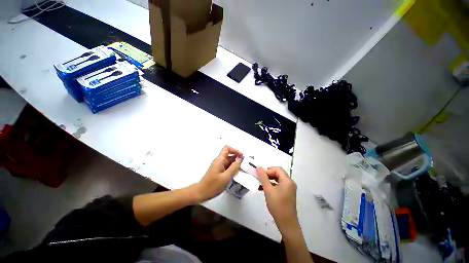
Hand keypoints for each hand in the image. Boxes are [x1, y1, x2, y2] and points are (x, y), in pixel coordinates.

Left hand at [195, 146, 242, 201]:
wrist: (201, 193)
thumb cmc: (213, 185)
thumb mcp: (226, 177)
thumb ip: (234, 167)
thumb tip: (240, 159)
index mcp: (220, 160)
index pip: (227, 149)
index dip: (235, 150)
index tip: (241, 156)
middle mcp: (219, 161)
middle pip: (230, 155)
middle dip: (238, 158)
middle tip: (245, 164)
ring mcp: (219, 166)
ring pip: (229, 161)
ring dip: (236, 164)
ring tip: (243, 170)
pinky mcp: (219, 171)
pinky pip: (227, 167)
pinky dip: (233, 169)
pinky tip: (237, 174)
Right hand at [257, 167, 298, 235]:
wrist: (286, 223)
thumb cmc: (277, 205)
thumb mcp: (268, 190)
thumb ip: (263, 177)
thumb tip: (258, 167)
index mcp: (287, 180)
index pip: (277, 169)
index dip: (268, 170)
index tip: (260, 174)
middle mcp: (290, 183)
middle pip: (278, 173)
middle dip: (268, 174)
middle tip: (259, 177)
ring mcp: (289, 188)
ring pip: (278, 179)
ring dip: (269, 180)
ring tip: (260, 183)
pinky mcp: (287, 193)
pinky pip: (279, 185)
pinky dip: (272, 185)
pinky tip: (264, 189)